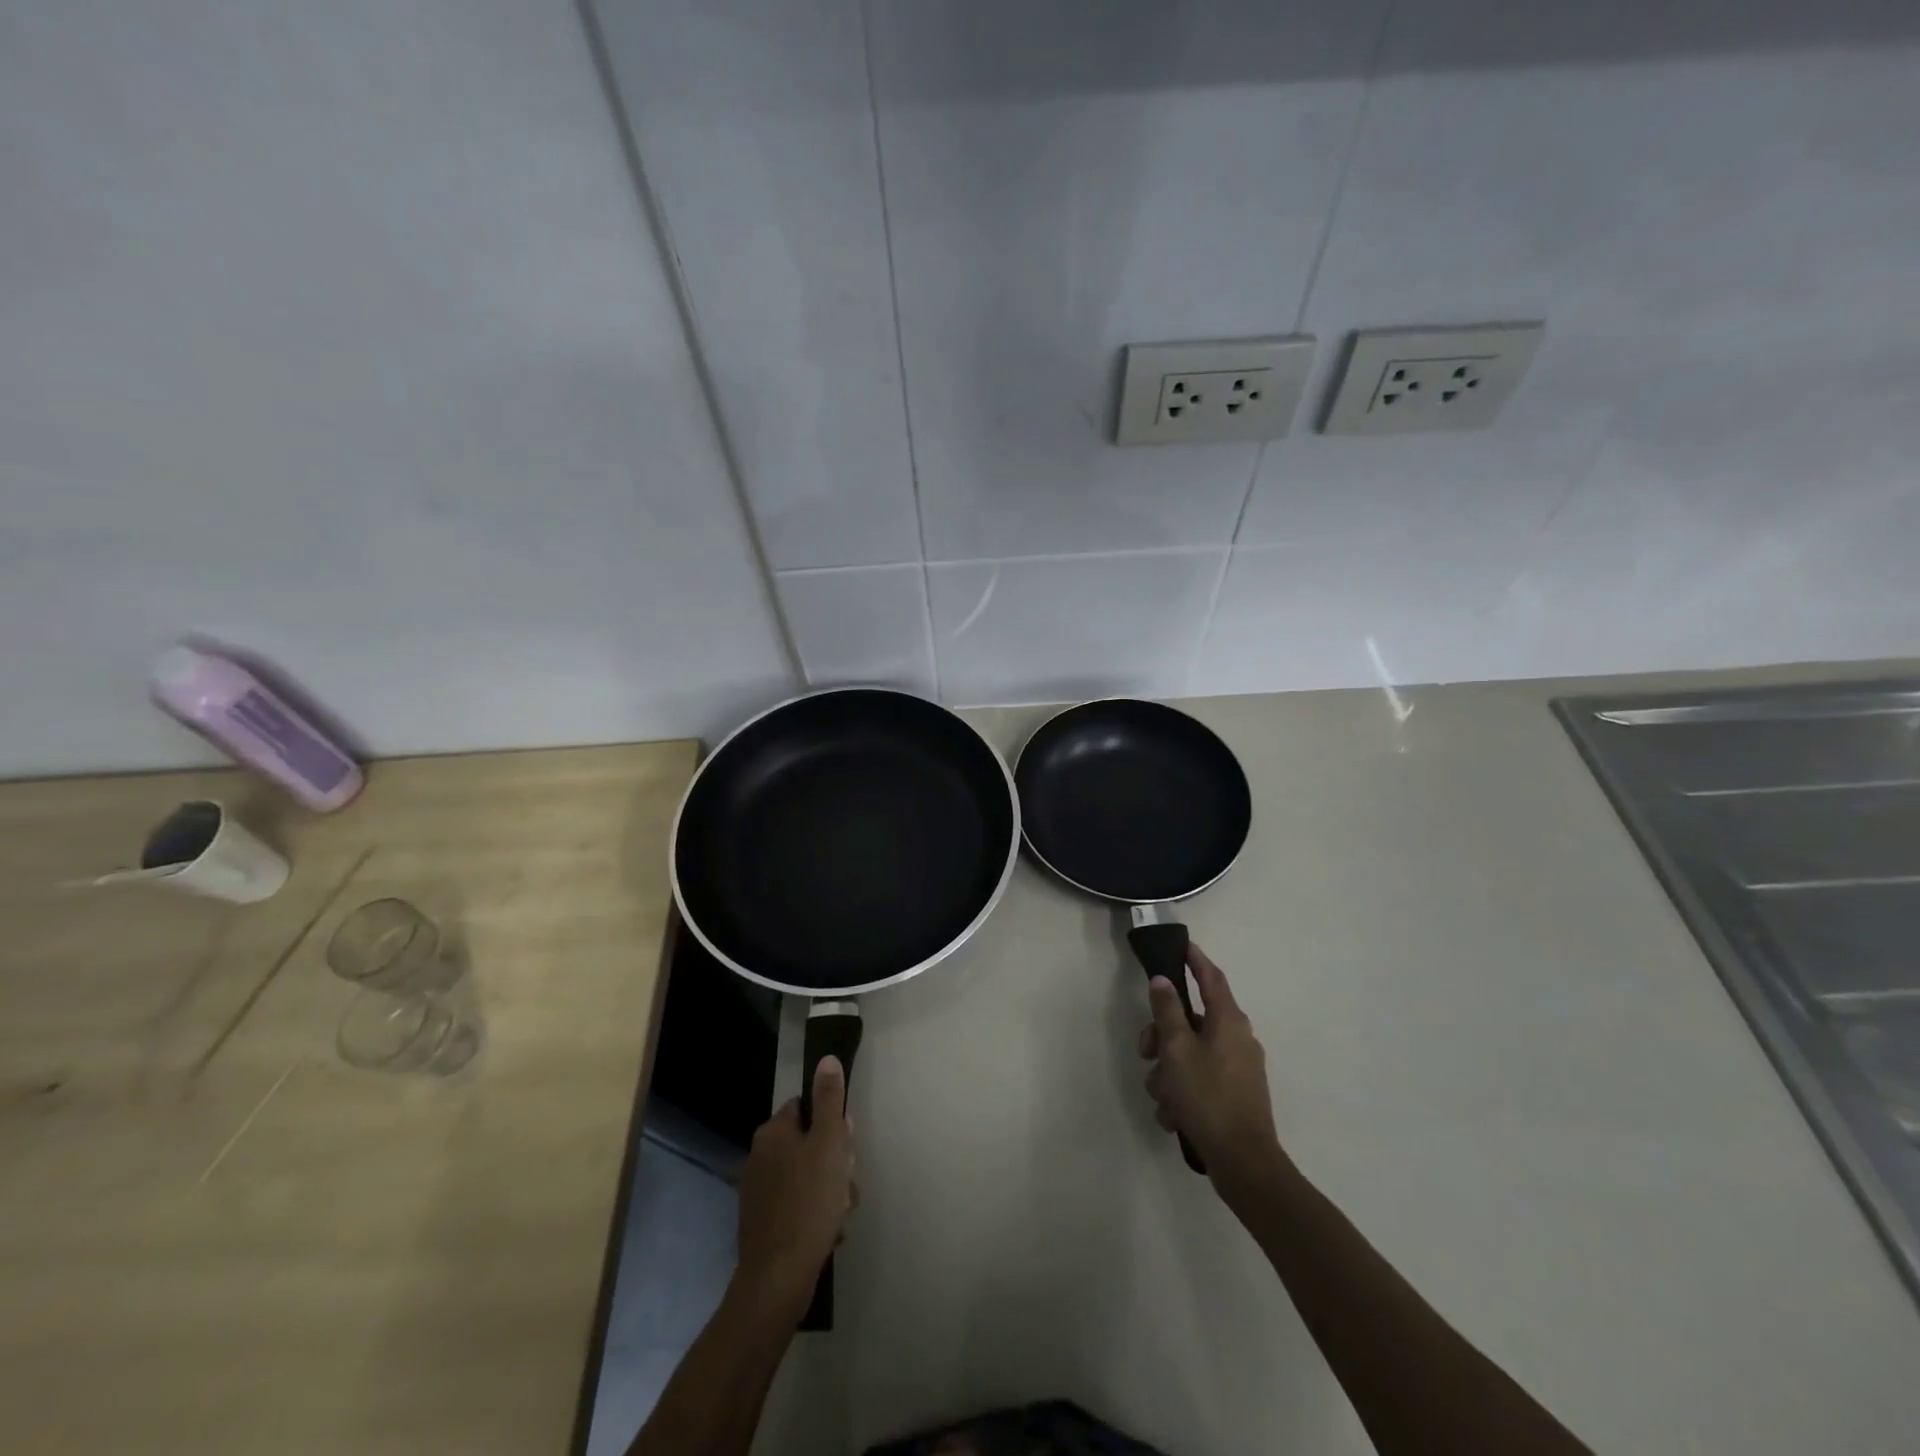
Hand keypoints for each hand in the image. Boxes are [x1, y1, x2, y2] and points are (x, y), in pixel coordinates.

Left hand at [735, 1056, 857, 1311]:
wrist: (778, 1278)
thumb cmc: (809, 1201)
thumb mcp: (829, 1143)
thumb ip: (829, 1100)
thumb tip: (826, 1059)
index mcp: (773, 1132)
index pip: (807, 1108)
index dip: (832, 1123)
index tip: (846, 1145)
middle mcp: (760, 1156)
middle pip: (809, 1143)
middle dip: (835, 1162)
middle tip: (847, 1183)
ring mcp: (759, 1192)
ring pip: (808, 1177)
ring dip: (831, 1190)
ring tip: (842, 1213)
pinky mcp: (764, 1224)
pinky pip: (799, 1206)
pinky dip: (816, 1215)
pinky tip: (830, 1232)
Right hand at [1139, 943, 1285, 1195]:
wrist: (1244, 1163)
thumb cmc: (1208, 1097)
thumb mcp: (1177, 1050)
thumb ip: (1167, 1011)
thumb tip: (1163, 980)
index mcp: (1228, 1020)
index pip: (1211, 976)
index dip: (1194, 959)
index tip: (1180, 945)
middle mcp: (1237, 1038)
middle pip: (1191, 1020)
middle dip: (1163, 1035)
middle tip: (1146, 1053)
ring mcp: (1238, 1068)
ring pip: (1190, 1054)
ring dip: (1169, 1072)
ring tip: (1162, 1098)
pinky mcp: (1234, 1095)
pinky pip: (1200, 1080)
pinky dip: (1182, 1093)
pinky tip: (1173, 1116)